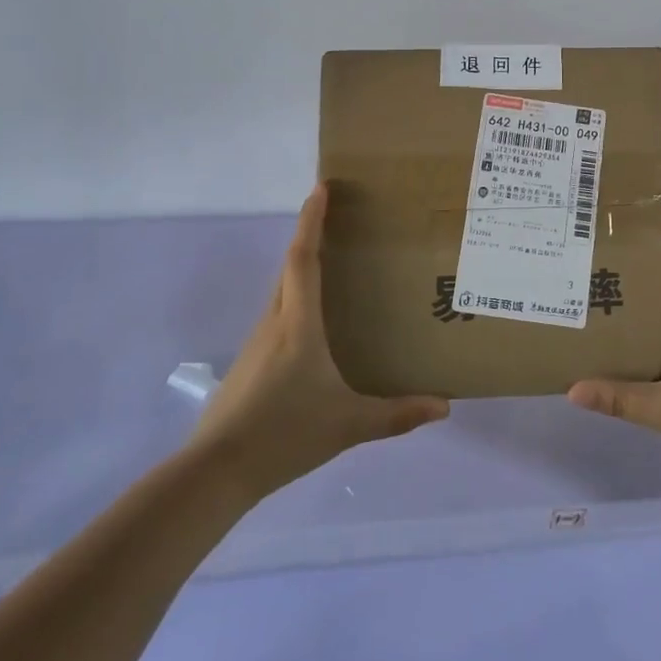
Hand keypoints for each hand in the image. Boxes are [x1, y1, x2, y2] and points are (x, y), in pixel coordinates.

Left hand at [193, 184, 449, 499]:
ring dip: (302, 269)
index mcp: (298, 324)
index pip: (303, 259)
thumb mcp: (349, 425)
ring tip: (333, 267)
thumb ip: (397, 414)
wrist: (216, 472)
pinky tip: (313, 327)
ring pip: (281, 293)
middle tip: (337, 219)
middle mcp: (274, 322)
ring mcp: (256, 343)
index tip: (321, 188)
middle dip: (309, 236)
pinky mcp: (249, 364)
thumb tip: (445, 407)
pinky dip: (295, 302)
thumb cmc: (285, 434)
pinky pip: (277, 317)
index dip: (311, 221)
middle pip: (289, 267)